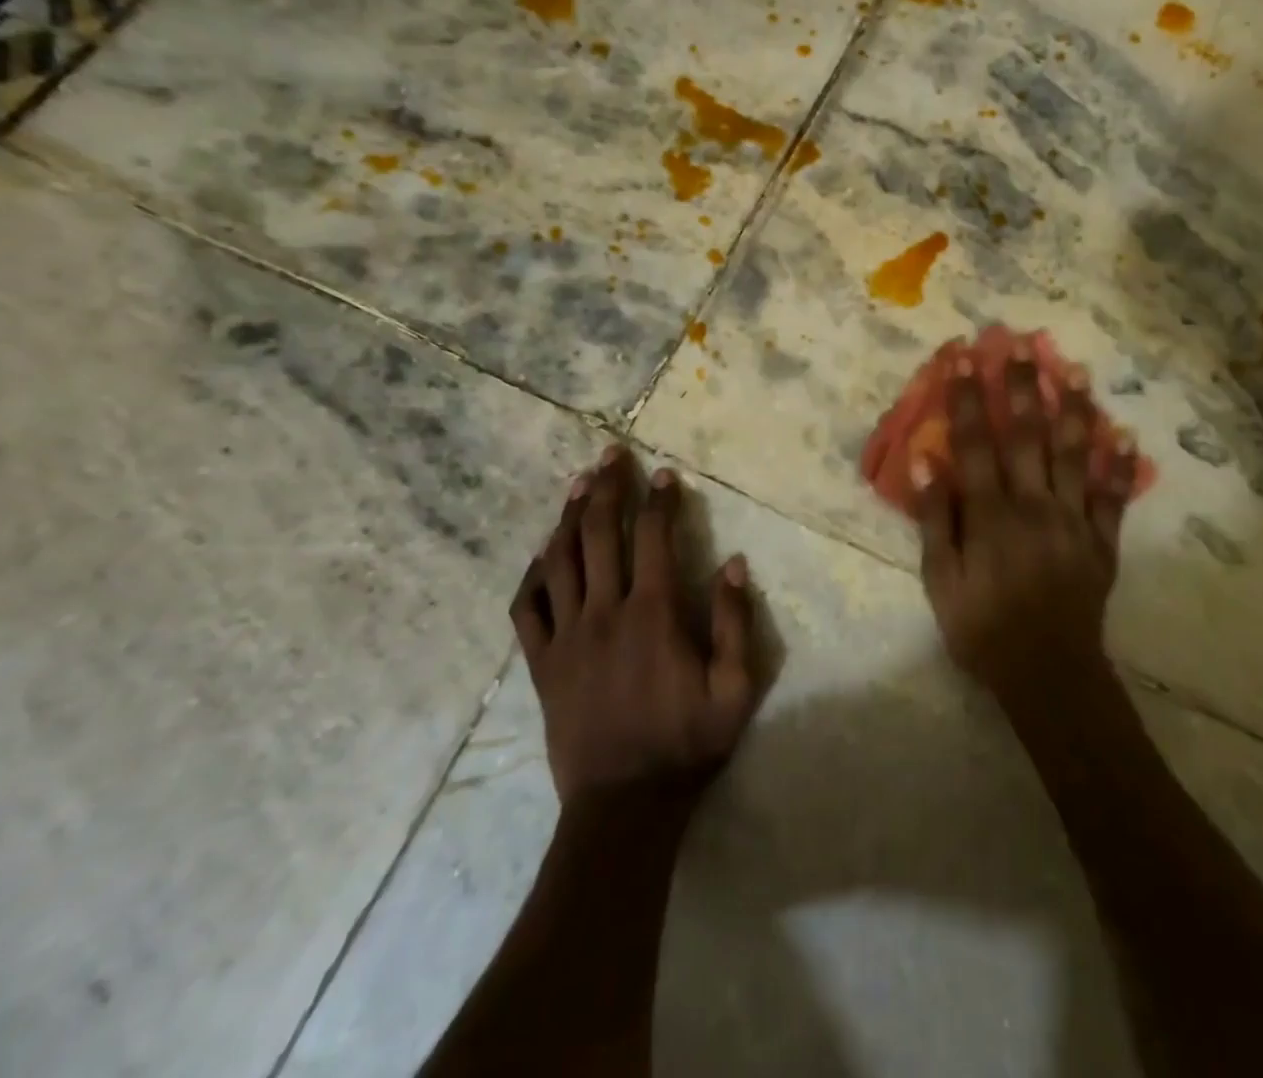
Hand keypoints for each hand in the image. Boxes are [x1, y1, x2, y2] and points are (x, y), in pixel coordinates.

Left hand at [509, 446, 760, 802]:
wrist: (624, 807)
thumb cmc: (686, 744)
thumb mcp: (735, 688)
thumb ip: (734, 622)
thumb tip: (733, 562)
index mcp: (652, 614)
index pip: (653, 537)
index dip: (659, 500)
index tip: (664, 473)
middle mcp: (605, 612)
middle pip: (599, 534)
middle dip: (607, 488)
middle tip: (611, 454)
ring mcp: (566, 637)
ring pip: (560, 561)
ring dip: (569, 517)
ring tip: (578, 484)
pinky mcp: (542, 664)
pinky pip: (528, 608)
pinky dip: (533, 574)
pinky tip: (542, 554)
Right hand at [912, 348, 1140, 702]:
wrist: (1048, 674)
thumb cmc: (983, 629)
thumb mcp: (941, 582)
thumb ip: (934, 521)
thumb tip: (925, 463)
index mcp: (991, 514)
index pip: (976, 443)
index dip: (968, 397)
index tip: (963, 357)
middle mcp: (1035, 505)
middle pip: (1027, 435)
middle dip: (1020, 386)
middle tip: (1018, 345)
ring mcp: (1075, 520)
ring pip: (1075, 454)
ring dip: (1073, 409)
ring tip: (1074, 370)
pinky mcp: (1103, 541)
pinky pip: (1113, 496)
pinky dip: (1120, 464)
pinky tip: (1125, 433)